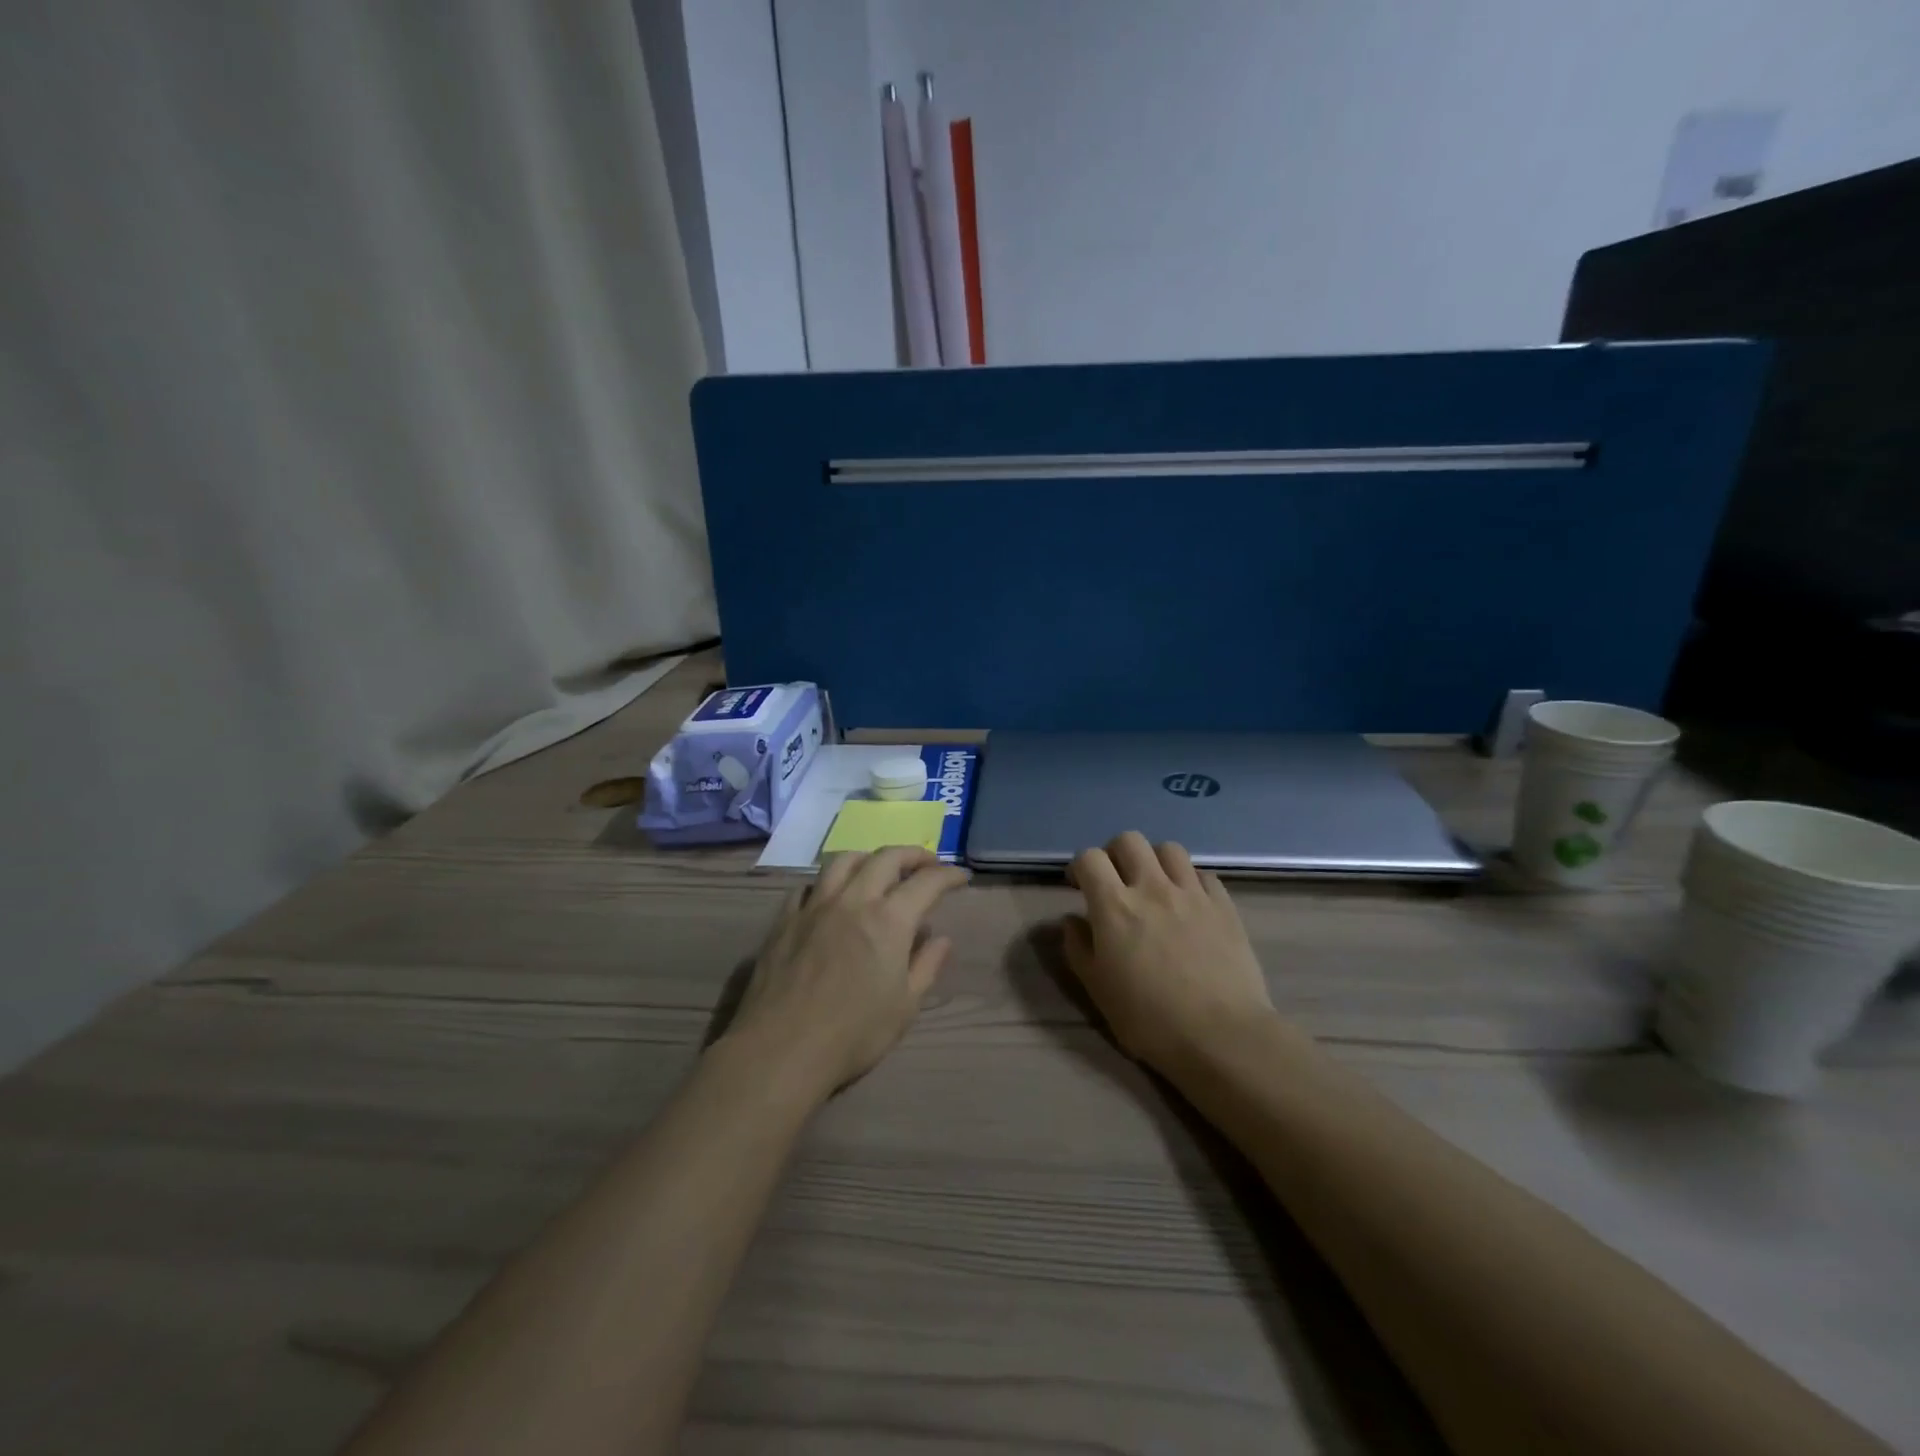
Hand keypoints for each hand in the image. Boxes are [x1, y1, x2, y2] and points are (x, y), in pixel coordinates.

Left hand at [726, 847, 968, 1095]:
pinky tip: (831, 896)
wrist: (781, 1050)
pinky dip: (827, 883)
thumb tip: (942, 938)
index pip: (927, 882)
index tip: (962, 877)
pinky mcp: (785, 919)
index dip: (948, 875)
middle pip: (886, 858)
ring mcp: (815, 906)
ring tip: (879, 869)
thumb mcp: (905, 1007)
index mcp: (889, 920)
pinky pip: (808, 885)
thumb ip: (926, 966)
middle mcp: (853, 900)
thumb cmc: (853, 1034)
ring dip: (869, 858)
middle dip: (913, 855)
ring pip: (843, 861)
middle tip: (927, 864)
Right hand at [1063, 832, 1276, 1070]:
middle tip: (1115, 880)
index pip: (1089, 858)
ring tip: (1154, 886)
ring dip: (1154, 861)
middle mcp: (1152, 888)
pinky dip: (1189, 880)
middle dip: (1115, 854)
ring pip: (1168, 849)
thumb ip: (1078, 948)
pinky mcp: (1223, 905)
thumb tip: (1072, 920)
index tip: (1078, 886)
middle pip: (1129, 841)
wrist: (1221, 1035)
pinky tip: (1189, 903)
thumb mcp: (1098, 989)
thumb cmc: (1150, 1019)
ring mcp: (1191, 893)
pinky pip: (1203, 874)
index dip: (1079, 867)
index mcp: (1115, 906)